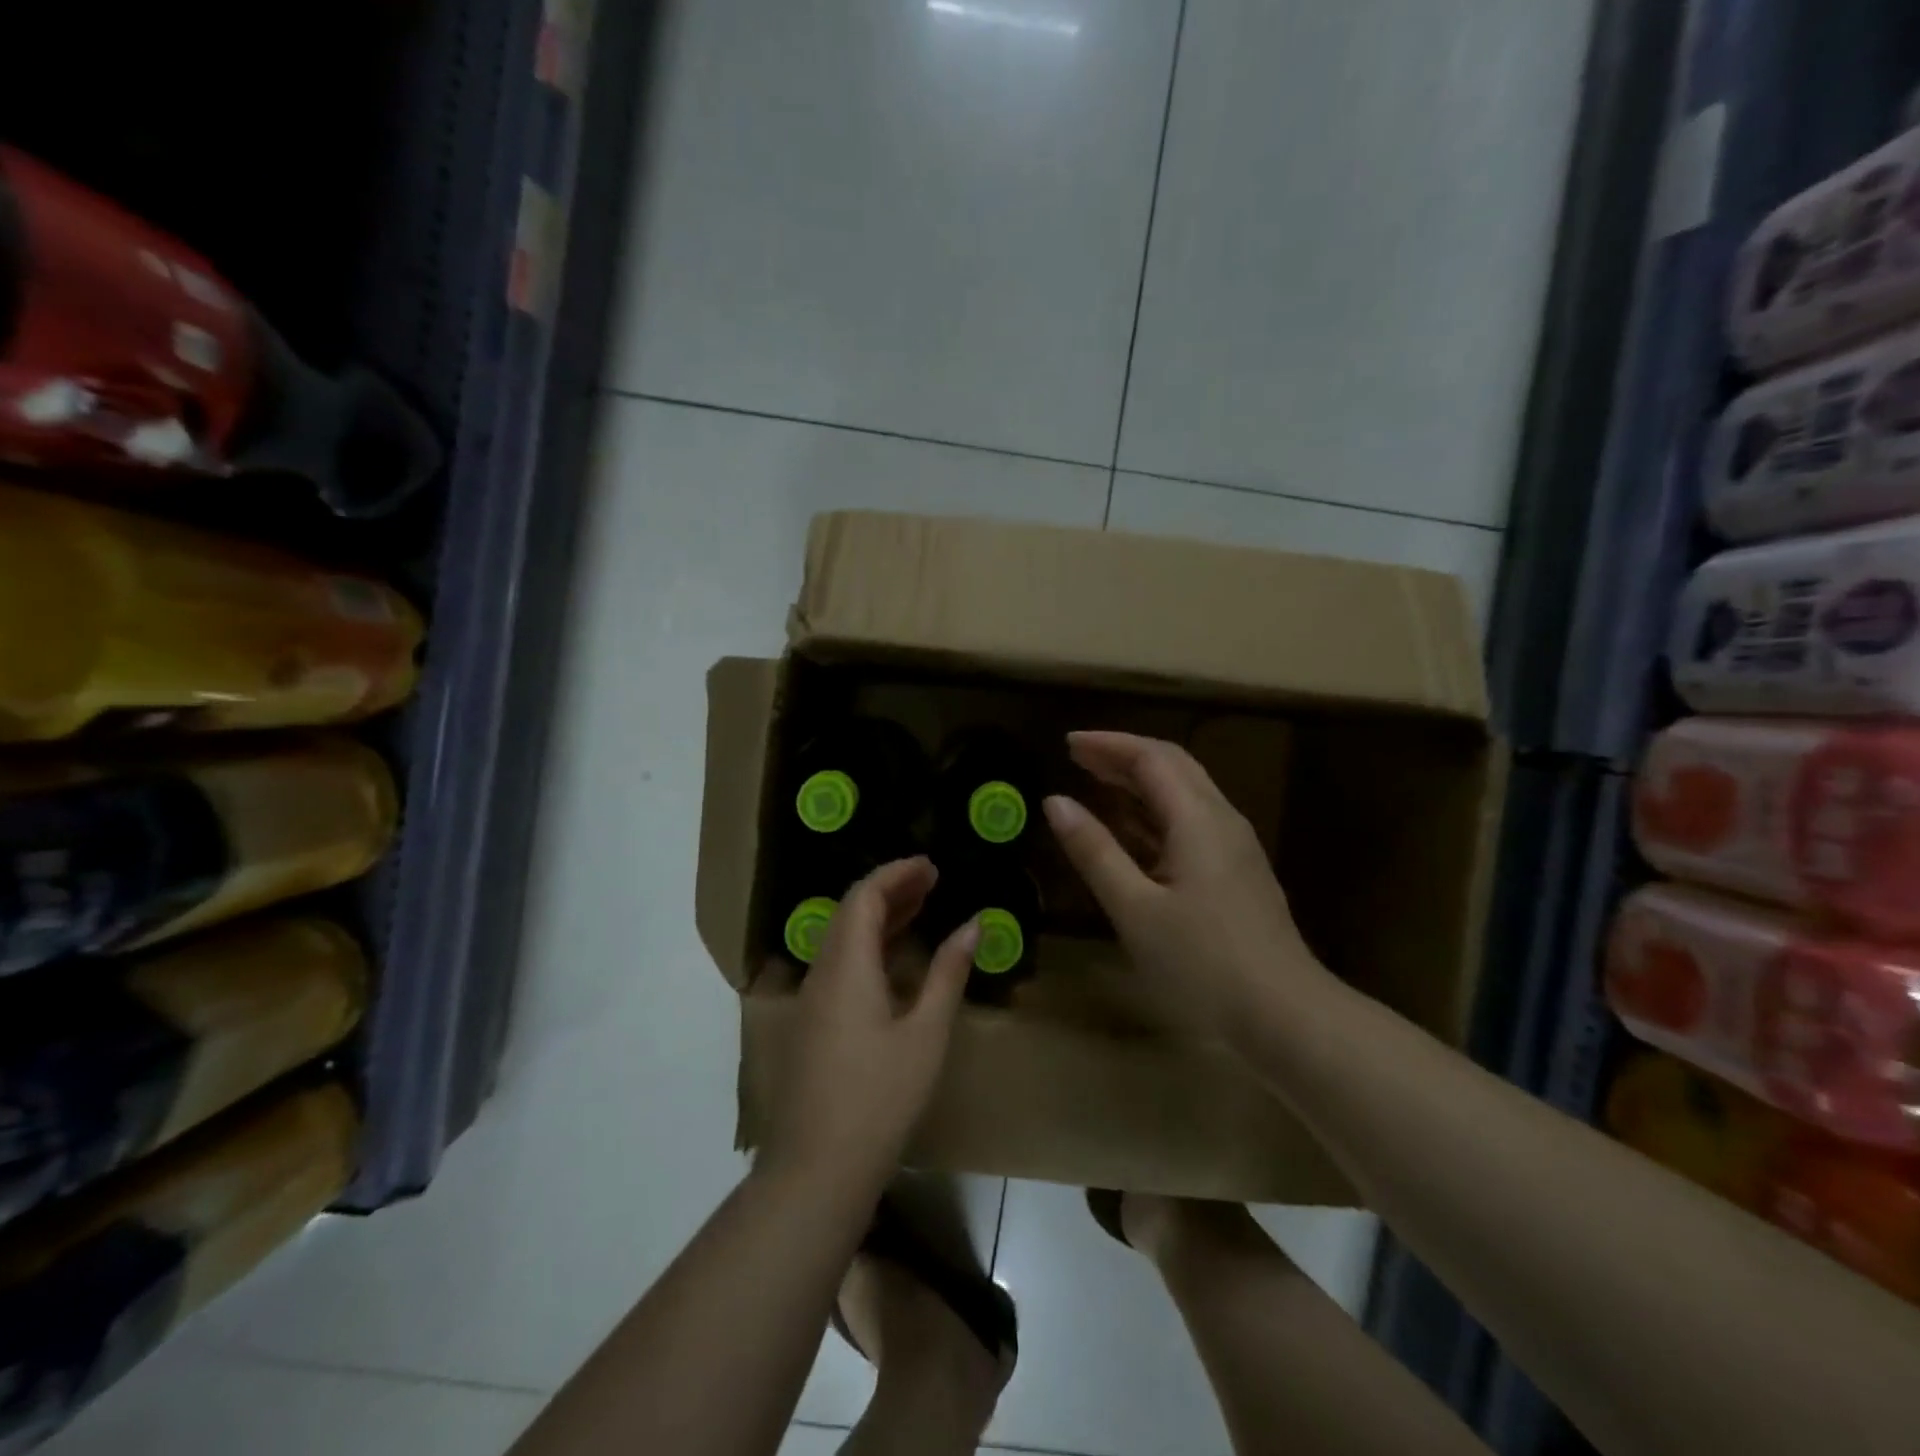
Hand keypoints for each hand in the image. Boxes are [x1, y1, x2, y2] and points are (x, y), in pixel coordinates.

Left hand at [760, 858, 978, 1194]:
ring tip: (921, 908)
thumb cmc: (880, 1098)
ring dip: (879, 917)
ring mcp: (811, 999)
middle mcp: (821, 972)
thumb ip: (948, 973)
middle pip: (850, 911)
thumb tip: (973, 923)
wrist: (817, 1168)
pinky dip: (869, 946)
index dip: (897, 873)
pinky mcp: (811, 1023)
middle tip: (933, 881)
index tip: (932, 866)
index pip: (864, 896)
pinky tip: (895, 959)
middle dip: (891, 889)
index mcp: (846, 966)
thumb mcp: (925, 1033)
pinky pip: (839, 963)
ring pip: (842, 938)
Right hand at [1044, 731, 1326, 1038]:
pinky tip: (1131, 831)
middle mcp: (1220, 820)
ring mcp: (1233, 847)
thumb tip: (1055, 802)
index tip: (1066, 743)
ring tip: (1095, 783)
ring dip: (1139, 782)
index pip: (1151, 757)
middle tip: (1077, 757)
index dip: (1107, 744)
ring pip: (1183, 793)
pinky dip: (1153, 813)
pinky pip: (1190, 822)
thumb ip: (1095, 851)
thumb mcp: (1135, 909)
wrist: (1285, 1015)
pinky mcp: (1235, 872)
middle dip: (1123, 755)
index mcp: (1198, 819)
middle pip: (1172, 766)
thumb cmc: (1203, 962)